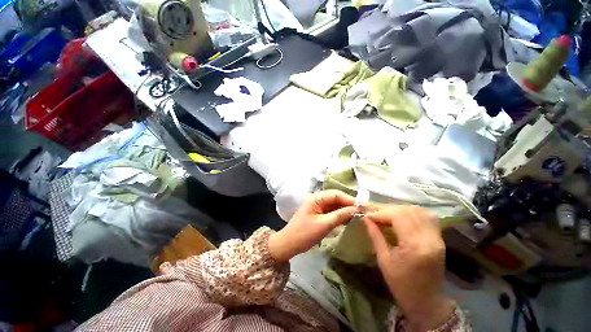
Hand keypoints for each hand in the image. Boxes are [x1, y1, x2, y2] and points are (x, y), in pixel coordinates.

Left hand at [268, 190, 356, 261]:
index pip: (335, 194)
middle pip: (336, 199)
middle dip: (349, 204)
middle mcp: (317, 199)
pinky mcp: (319, 214)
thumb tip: (356, 209)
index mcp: (316, 198)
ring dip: (346, 210)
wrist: (289, 244)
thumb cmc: (304, 233)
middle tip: (363, 211)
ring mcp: (318, 207)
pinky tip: (350, 219)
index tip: (363, 206)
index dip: (349, 199)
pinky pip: (332, 212)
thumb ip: (340, 215)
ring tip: (359, 215)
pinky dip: (340, 215)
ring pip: (335, 205)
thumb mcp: (323, 225)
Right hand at [363, 206, 454, 331]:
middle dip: (388, 210)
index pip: (398, 217)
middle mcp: (430, 239)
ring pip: (418, 211)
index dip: (380, 213)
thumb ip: (375, 235)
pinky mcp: (439, 238)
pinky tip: (402, 217)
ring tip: (387, 215)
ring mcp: (437, 238)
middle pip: (408, 212)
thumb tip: (365, 218)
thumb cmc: (402, 285)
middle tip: (375, 216)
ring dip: (400, 210)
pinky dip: (412, 213)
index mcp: (415, 247)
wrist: (427, 302)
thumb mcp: (384, 260)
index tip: (367, 216)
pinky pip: (427, 217)